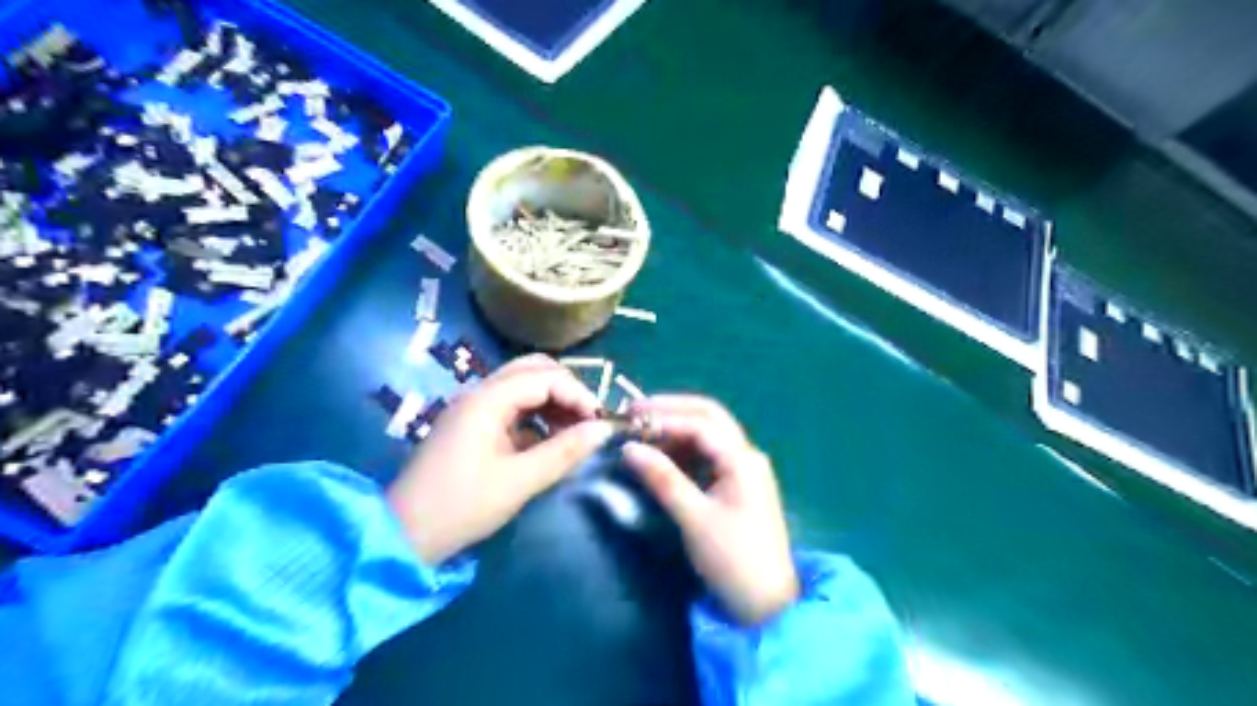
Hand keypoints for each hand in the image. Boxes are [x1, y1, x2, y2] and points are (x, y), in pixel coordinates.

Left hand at [388, 357, 615, 563]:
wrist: (404, 535)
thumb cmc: (462, 506)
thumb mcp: (520, 481)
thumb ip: (565, 451)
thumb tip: (604, 430)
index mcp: (487, 400)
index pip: (545, 377)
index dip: (578, 395)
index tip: (599, 423)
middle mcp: (480, 392)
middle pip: (533, 369)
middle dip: (566, 389)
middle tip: (587, 419)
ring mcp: (474, 407)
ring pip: (523, 385)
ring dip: (553, 400)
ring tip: (574, 430)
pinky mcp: (472, 424)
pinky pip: (512, 405)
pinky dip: (537, 414)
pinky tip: (550, 439)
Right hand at [622, 395, 798, 624]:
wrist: (765, 604)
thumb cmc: (732, 559)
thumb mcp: (693, 518)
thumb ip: (662, 479)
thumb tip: (629, 448)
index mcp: (742, 459)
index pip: (700, 424)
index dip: (663, 418)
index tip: (628, 420)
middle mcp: (746, 455)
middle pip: (709, 416)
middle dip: (672, 410)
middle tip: (634, 413)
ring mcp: (743, 468)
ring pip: (708, 433)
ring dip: (676, 427)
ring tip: (641, 431)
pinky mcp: (736, 484)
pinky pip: (708, 454)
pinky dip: (683, 448)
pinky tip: (661, 453)